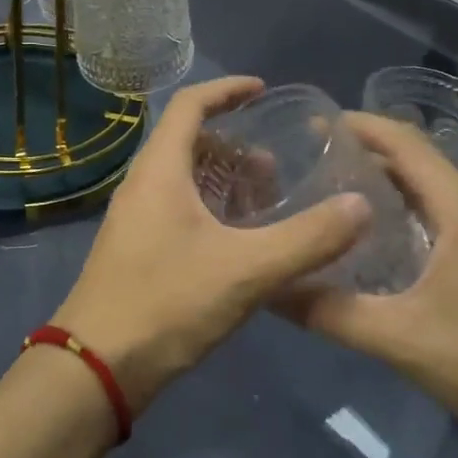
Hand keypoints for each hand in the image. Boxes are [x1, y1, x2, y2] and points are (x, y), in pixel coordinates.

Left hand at [54, 77, 369, 412]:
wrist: (97, 367)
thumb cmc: (167, 303)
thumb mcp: (247, 270)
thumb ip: (308, 238)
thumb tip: (361, 206)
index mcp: (160, 170)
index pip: (190, 104)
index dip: (227, 90)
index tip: (263, 90)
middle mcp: (143, 185)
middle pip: (189, 141)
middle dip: (234, 143)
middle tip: (276, 164)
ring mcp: (137, 219)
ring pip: (185, 179)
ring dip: (225, 179)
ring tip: (268, 199)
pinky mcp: (138, 250)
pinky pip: (179, 209)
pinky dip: (213, 209)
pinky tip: (242, 241)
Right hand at [279, 112, 457, 443]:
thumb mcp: (399, 339)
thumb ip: (329, 312)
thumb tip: (270, 290)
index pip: (407, 143)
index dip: (361, 126)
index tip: (315, 123)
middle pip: (420, 161)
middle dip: (368, 153)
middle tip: (313, 161)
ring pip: (435, 188)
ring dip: (389, 183)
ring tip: (337, 193)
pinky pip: (448, 213)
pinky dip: (410, 209)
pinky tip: (381, 237)